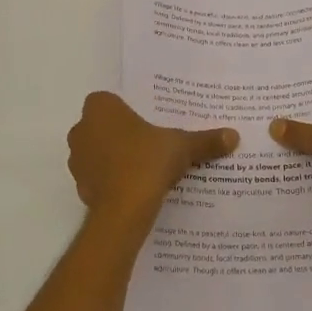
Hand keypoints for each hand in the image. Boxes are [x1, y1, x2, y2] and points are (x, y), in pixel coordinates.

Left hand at [68, 91, 238, 222]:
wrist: (124, 209)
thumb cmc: (148, 162)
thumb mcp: (182, 146)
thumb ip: (205, 140)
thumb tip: (234, 136)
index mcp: (101, 109)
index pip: (109, 101)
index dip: (125, 110)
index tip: (145, 121)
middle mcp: (82, 129)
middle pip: (102, 126)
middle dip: (120, 133)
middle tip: (148, 143)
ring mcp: (77, 160)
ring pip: (97, 152)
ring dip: (114, 157)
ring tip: (143, 167)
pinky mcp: (80, 186)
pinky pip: (98, 176)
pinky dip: (111, 180)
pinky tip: (134, 188)